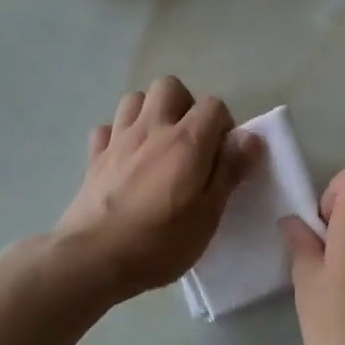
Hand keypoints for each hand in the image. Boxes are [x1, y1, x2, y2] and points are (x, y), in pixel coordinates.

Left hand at [55, 77, 259, 300]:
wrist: (93, 258)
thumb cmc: (160, 242)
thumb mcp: (208, 214)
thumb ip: (229, 171)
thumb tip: (250, 137)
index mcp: (186, 141)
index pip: (213, 105)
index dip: (223, 126)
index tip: (222, 156)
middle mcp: (152, 129)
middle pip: (169, 86)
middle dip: (184, 105)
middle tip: (190, 142)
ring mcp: (118, 140)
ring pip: (134, 99)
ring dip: (150, 112)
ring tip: (158, 144)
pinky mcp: (93, 157)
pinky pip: (106, 129)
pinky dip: (117, 136)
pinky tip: (124, 159)